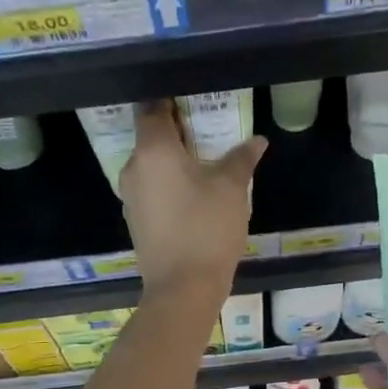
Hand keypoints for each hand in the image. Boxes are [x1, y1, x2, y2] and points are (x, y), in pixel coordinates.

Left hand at [119, 99, 264, 306]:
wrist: (183, 289)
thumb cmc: (207, 229)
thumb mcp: (231, 189)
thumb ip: (242, 159)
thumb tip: (256, 141)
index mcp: (152, 149)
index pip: (152, 107)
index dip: (171, 100)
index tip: (193, 100)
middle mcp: (133, 168)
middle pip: (151, 138)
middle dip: (177, 133)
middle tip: (208, 131)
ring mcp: (131, 198)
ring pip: (151, 167)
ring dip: (173, 163)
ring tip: (205, 165)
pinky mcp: (136, 222)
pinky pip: (152, 192)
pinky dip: (169, 187)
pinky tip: (193, 197)